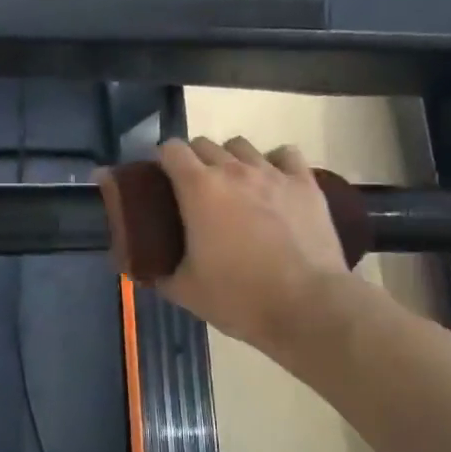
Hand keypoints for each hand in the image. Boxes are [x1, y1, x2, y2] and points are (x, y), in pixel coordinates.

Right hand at [151, 137, 350, 351]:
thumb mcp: (184, 290)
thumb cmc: (239, 297)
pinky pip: (285, 154)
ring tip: (234, 187)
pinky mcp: (305, 183)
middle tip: (194, 193)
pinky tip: (273, 183)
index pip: (171, 149)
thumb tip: (142, 268)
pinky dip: (274, 163)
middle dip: (193, 161)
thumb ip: (157, 272)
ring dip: (231, 159)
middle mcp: (234, 169)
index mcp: (198, 188)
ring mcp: (273, 173)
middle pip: (204, 144)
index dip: (162, 162)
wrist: (307, 307)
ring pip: (242, 145)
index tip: (162, 182)